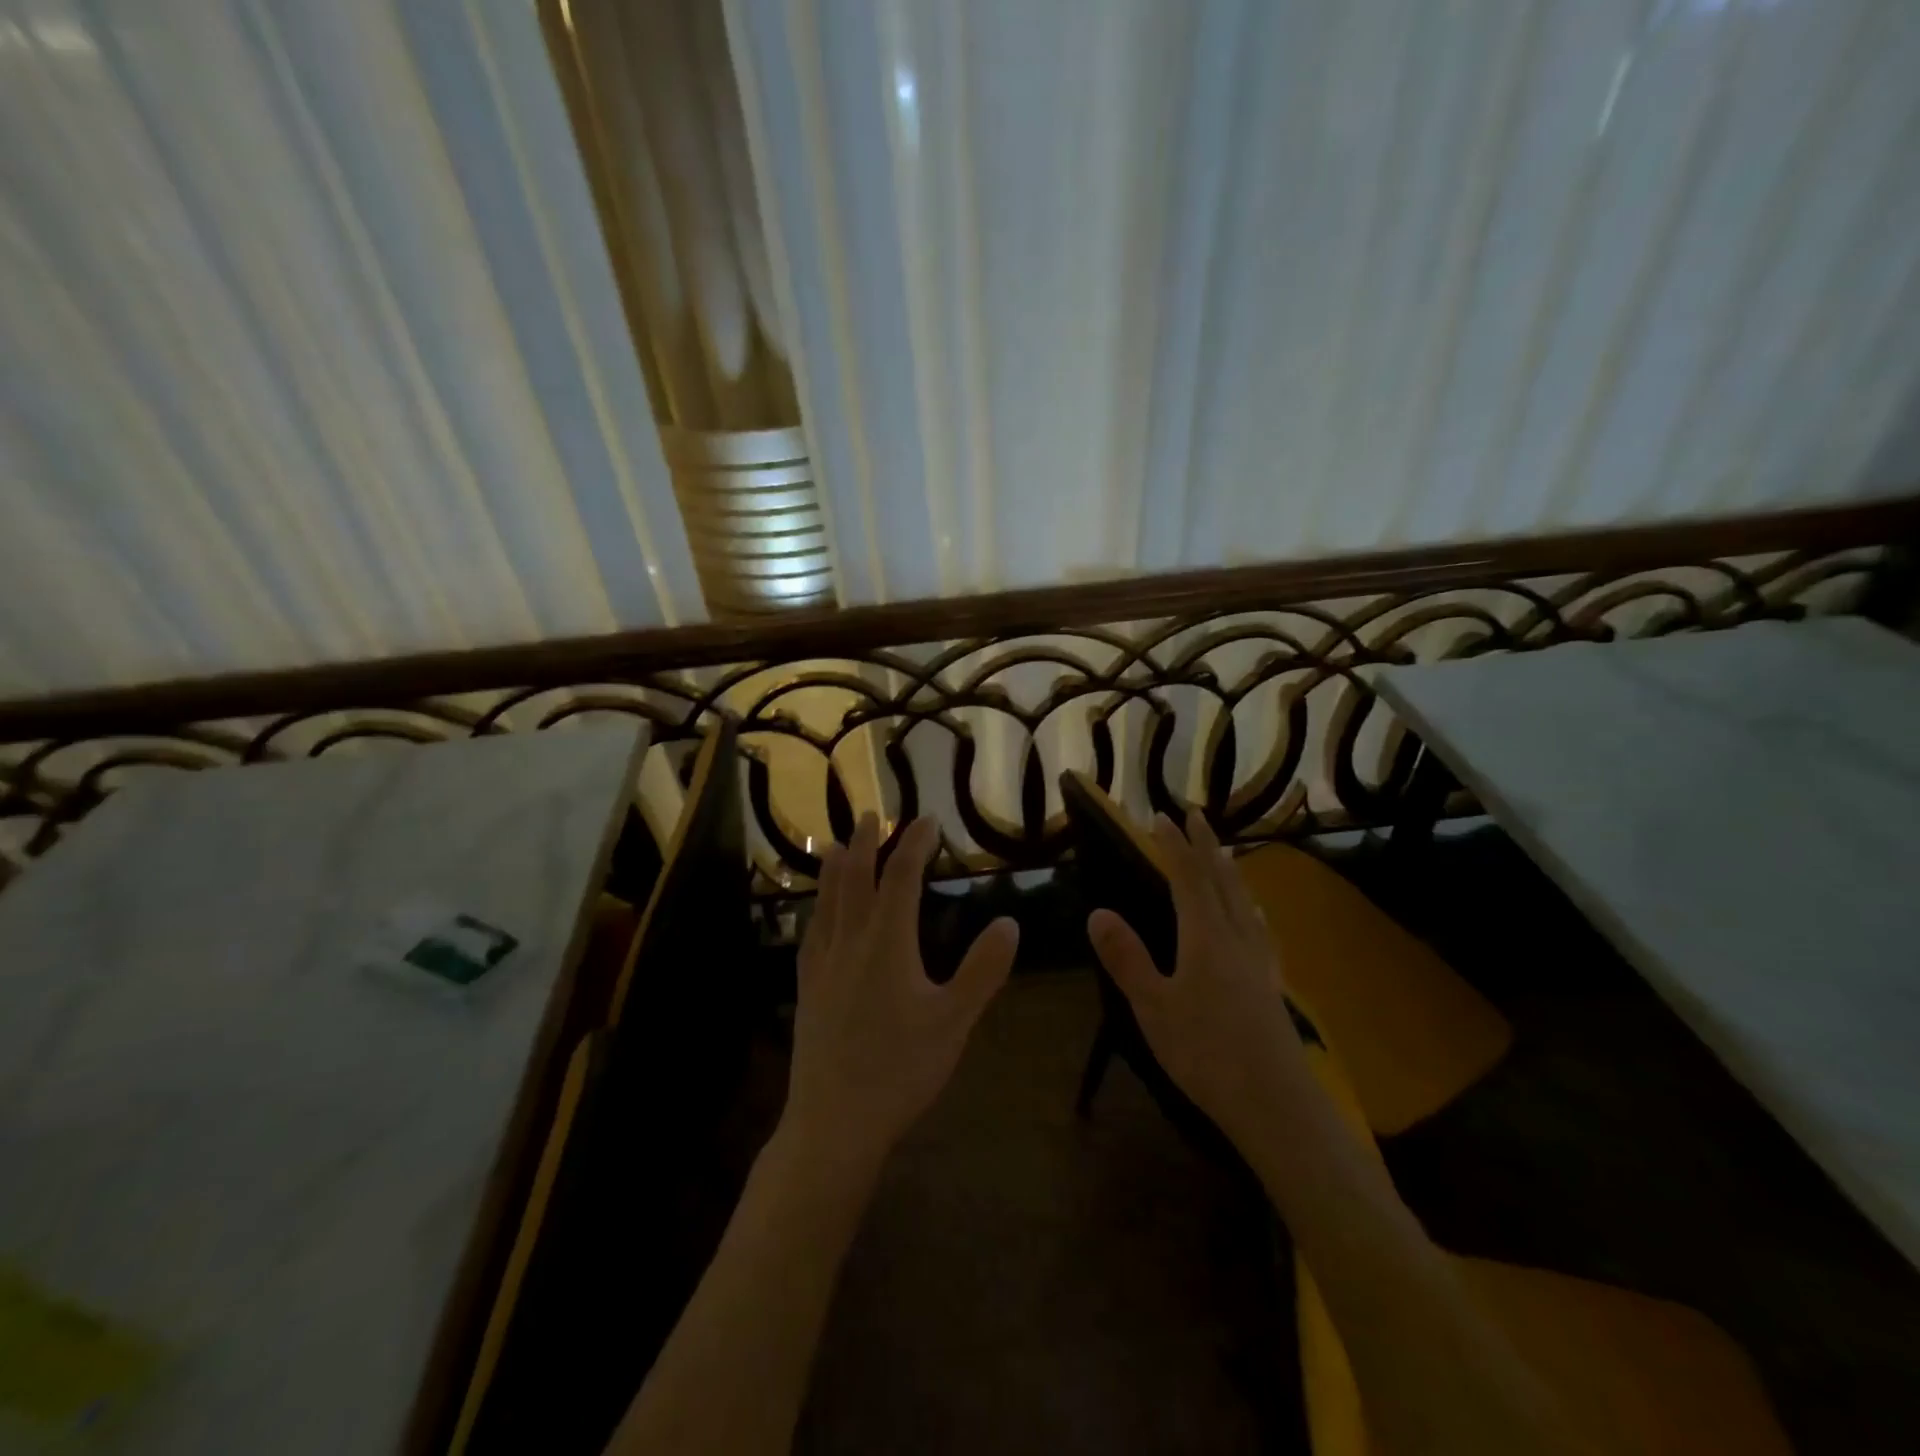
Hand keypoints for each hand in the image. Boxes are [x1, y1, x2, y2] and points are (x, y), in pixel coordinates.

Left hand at [783, 813, 1019, 1172]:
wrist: (834, 1120)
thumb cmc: (900, 1069)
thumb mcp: (954, 1021)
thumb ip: (983, 970)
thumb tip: (1009, 922)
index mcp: (888, 943)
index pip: (901, 878)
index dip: (914, 844)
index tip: (927, 820)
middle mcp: (851, 942)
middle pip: (856, 879)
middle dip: (867, 843)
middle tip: (872, 815)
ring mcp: (824, 965)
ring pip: (828, 902)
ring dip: (836, 869)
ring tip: (839, 846)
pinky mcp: (808, 989)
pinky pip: (811, 933)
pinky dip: (818, 909)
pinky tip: (817, 914)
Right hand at [1086, 810, 1306, 1144]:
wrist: (1277, 1104)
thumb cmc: (1206, 1053)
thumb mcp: (1153, 1008)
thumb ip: (1127, 958)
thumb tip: (1098, 911)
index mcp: (1205, 937)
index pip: (1187, 878)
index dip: (1174, 846)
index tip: (1161, 816)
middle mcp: (1236, 938)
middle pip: (1222, 880)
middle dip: (1206, 845)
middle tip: (1197, 815)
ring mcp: (1259, 961)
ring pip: (1244, 901)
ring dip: (1230, 870)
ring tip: (1224, 852)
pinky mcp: (1271, 985)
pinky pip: (1260, 929)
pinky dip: (1250, 908)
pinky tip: (1255, 916)